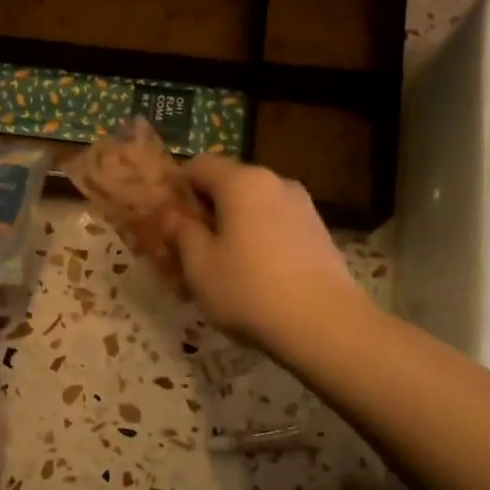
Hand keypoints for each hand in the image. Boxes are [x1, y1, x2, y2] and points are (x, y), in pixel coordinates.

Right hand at [165, 155, 366, 351]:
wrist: (324, 324)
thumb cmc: (249, 290)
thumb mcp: (199, 266)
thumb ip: (182, 233)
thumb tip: (175, 217)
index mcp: (242, 182)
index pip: (200, 164)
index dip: (178, 186)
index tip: (165, 216)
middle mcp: (275, 182)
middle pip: (230, 184)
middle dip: (206, 209)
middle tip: (188, 245)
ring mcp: (303, 206)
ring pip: (255, 206)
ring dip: (234, 225)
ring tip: (221, 263)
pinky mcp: (319, 232)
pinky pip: (276, 225)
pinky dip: (259, 238)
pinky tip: (254, 274)